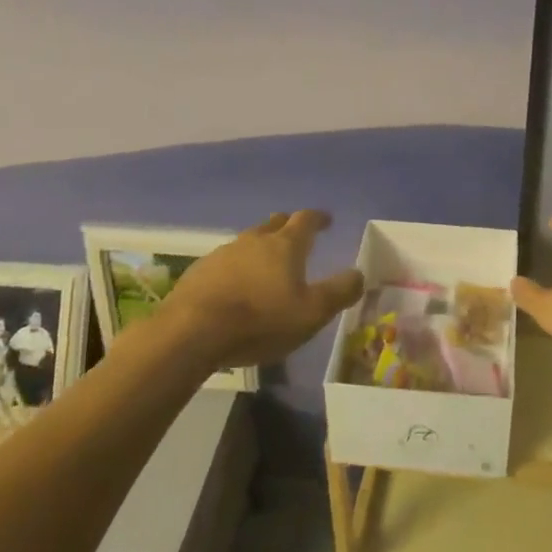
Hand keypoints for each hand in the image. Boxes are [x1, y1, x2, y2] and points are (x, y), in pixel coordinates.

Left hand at [163, 211, 363, 368]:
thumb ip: (339, 292)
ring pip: (248, 242)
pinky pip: (225, 262)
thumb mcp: (312, 313)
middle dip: (288, 226)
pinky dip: (237, 268)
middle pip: (274, 224)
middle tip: (297, 236)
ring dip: (260, 248)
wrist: (192, 332)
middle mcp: (254, 240)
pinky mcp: (200, 271)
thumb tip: (359, 273)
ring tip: (266, 265)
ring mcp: (223, 253)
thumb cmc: (260, 320)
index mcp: (285, 245)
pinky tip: (235, 287)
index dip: (318, 218)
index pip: (306, 220)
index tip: (326, 220)